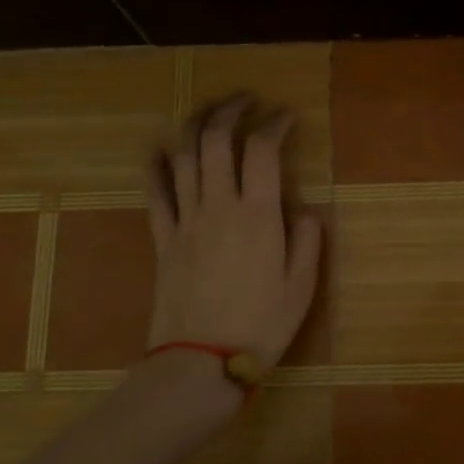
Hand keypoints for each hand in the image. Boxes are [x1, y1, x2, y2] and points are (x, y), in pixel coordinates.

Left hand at [145, 96, 323, 367]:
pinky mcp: (163, 239)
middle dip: (232, 110)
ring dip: (196, 125)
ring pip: (185, 156)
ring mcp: (186, 220)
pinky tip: (160, 149)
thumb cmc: (260, 326)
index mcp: (258, 215)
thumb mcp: (302, 286)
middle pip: (218, 140)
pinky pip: (155, 193)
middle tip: (247, 100)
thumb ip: (308, 240)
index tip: (286, 116)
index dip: (275, 124)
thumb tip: (305, 208)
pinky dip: (156, 165)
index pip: (263, 149)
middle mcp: (219, 206)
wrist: (201, 363)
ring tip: (210, 111)